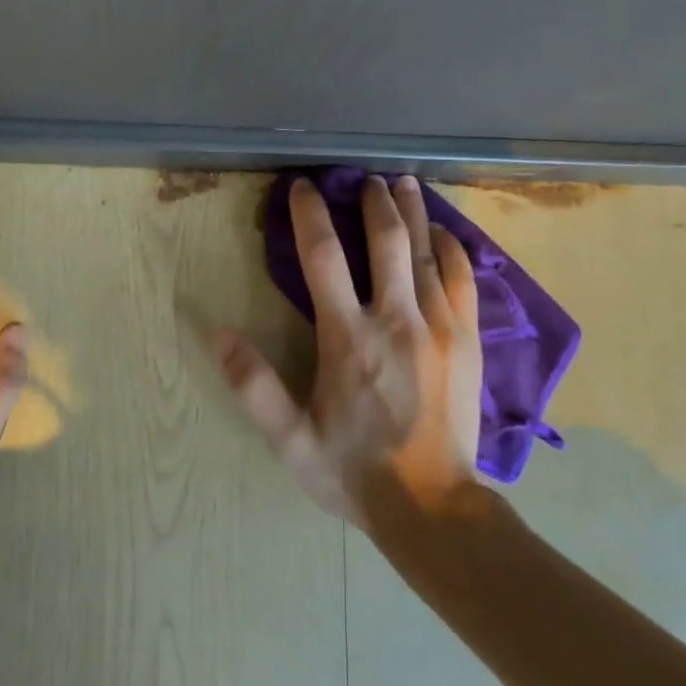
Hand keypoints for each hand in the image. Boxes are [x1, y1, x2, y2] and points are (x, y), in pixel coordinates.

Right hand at [217, 174, 482, 526]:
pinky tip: (443, 232)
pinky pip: (462, 278)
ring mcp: (439, 326)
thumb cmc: (354, 472)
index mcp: (348, 338)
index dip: (310, 215)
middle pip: (385, 240)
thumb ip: (254, 386)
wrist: (434, 508)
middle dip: (373, 201)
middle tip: (365, 177)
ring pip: (425, 251)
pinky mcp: (468, 339)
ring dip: (412, 212)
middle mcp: (395, 319)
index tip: (303, 187)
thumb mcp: (291, 440)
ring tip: (404, 181)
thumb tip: (217, 332)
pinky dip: (452, 248)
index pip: (322, 257)